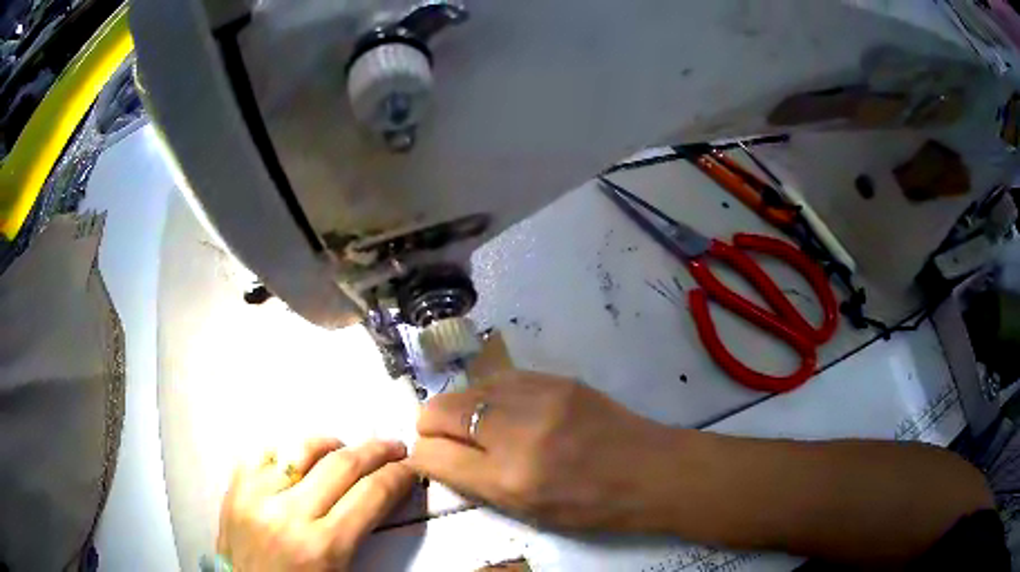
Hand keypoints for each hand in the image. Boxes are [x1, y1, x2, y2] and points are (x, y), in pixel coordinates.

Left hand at [218, 438, 413, 570]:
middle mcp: (289, 514)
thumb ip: (358, 533)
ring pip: (303, 449)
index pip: (370, 495)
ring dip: (332, 444)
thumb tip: (380, 495)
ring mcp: (257, 495)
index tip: (411, 467)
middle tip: (393, 446)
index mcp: (322, 546)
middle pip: (342, 465)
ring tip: (346, 448)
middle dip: (376, 451)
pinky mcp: (234, 487)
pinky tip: (298, 460)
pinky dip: (288, 451)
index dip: (398, 476)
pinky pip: (266, 453)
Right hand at [408, 371, 679, 530]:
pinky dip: (490, 396)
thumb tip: (436, 455)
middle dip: (431, 428)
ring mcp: (538, 396)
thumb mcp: (528, 511)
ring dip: (460, 409)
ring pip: (465, 390)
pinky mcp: (556, 378)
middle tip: (447, 441)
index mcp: (510, 479)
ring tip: (479, 427)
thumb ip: (475, 482)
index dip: (423, 457)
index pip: (432, 455)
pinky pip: (499, 380)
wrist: (651, 470)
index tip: (431, 459)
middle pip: (437, 411)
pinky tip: (506, 411)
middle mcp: (517, 432)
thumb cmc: (592, 505)